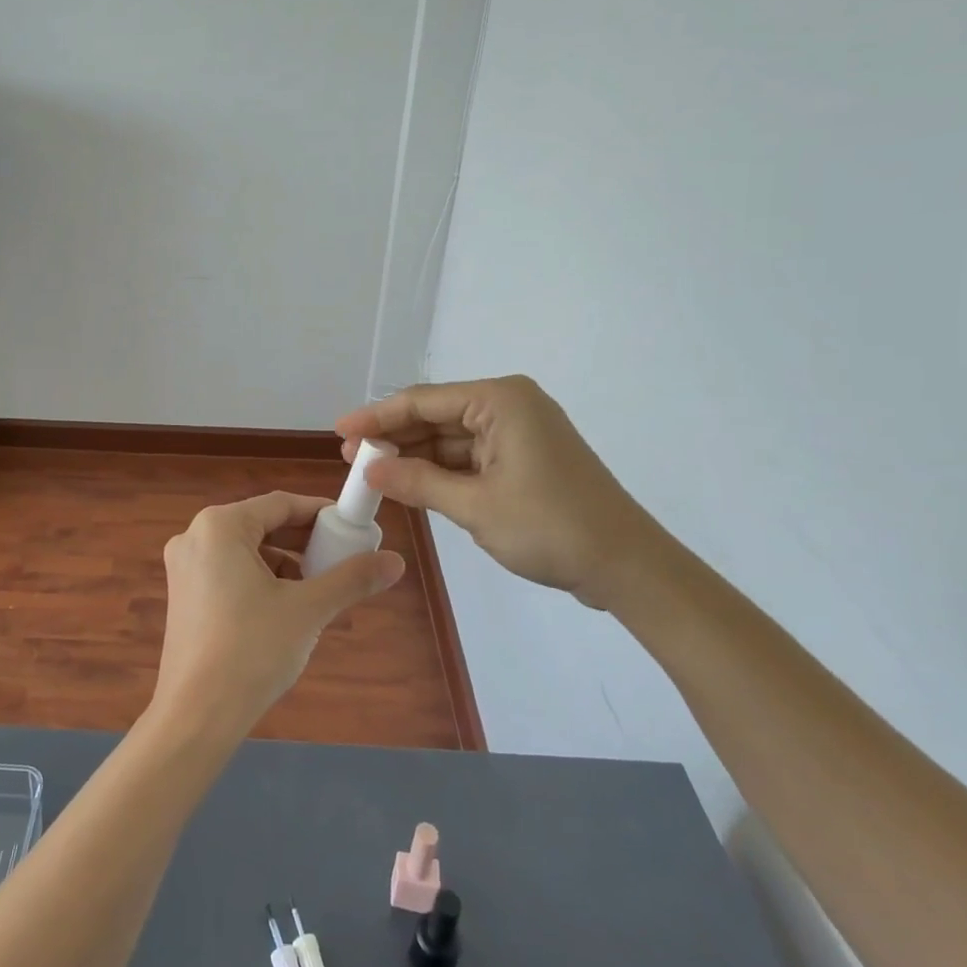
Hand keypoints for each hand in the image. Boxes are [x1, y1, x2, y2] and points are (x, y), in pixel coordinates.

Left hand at [154, 492, 404, 738]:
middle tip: (341, 559)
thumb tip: (397, 561)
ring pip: (246, 551)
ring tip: (319, 588)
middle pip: (261, 525)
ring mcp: (184, 567)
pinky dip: (260, 580)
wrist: (197, 716)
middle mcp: (195, 536)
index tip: (353, 528)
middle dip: (304, 542)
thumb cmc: (252, 650)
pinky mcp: (183, 596)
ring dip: (285, 563)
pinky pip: (229, 572)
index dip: (321, 514)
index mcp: (219, 526)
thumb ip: (351, 579)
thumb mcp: (308, 610)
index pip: (280, 504)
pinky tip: (286, 608)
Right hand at [336, 376, 657, 601]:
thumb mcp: (475, 506)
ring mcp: (518, 432)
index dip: (377, 417)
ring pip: (451, 438)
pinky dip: (440, 471)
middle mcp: (508, 406)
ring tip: (371, 473)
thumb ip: (418, 482)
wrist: (627, 566)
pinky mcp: (524, 459)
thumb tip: (368, 470)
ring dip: (414, 456)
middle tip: (349, 458)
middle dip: (393, 438)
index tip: (339, 431)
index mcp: (500, 400)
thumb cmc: (551, 527)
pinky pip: (470, 457)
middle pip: (436, 416)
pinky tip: (409, 484)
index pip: (423, 401)